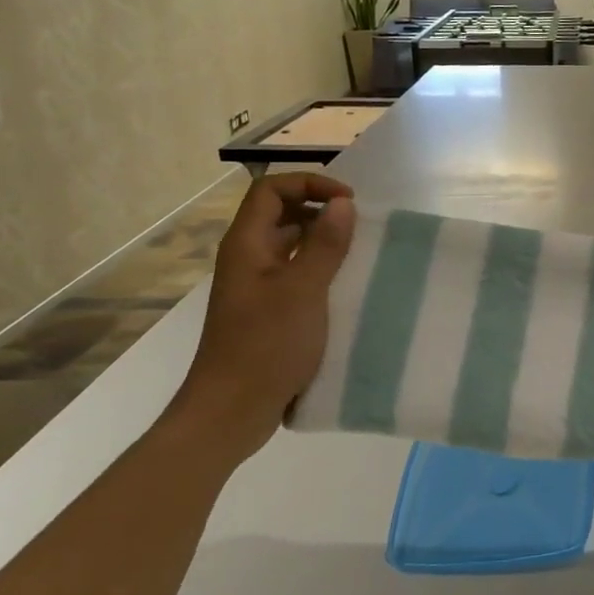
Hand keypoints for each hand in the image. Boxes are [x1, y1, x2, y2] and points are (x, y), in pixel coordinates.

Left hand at [173, 173, 355, 454]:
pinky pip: (297, 276)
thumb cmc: (266, 345)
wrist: (232, 411)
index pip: (271, 189)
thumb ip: (325, 244)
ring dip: (325, 242)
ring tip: (361, 254)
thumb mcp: (303, 290)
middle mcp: (248, 259)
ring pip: (292, 247)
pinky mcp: (268, 312)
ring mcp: (257, 287)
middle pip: (281, 214)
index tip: (349, 201)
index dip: (310, 183)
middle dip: (321, 210)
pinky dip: (322, 271)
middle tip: (361, 226)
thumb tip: (343, 202)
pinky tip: (348, 288)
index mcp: (247, 245)